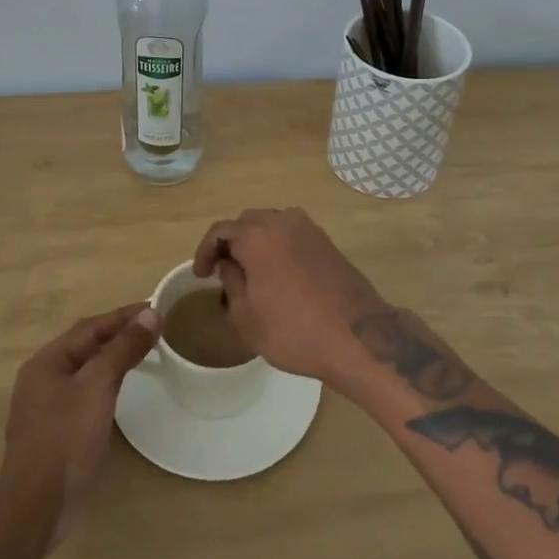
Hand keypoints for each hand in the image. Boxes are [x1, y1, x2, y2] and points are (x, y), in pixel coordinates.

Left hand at [0, 303, 157, 551]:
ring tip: (144, 351)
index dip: (124, 316)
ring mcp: (47, 406)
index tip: (155, 308)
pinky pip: (86, 392)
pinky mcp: (57, 431)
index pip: (91, 327)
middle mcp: (43, 378)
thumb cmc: (65, 440)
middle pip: (87, 345)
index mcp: (47, 361)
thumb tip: (150, 314)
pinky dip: (107, 382)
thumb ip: (123, 349)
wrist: (36, 508)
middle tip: (154, 328)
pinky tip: (123, 389)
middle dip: (119, 333)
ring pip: (86, 369)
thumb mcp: (98, 387)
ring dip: (114, 357)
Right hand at [192, 208, 383, 384]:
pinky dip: (278, 245)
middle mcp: (282, 221)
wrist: (357, 337)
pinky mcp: (326, 241)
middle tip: (223, 271)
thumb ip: (231, 282)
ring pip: (271, 224)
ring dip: (256, 241)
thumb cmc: (293, 330)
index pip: (220, 230)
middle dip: (231, 242)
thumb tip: (229, 264)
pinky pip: (292, 233)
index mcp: (257, 235)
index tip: (201, 275)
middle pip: (247, 222)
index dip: (205, 251)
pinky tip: (278, 272)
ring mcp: (308, 229)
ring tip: (250, 271)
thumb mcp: (246, 316)